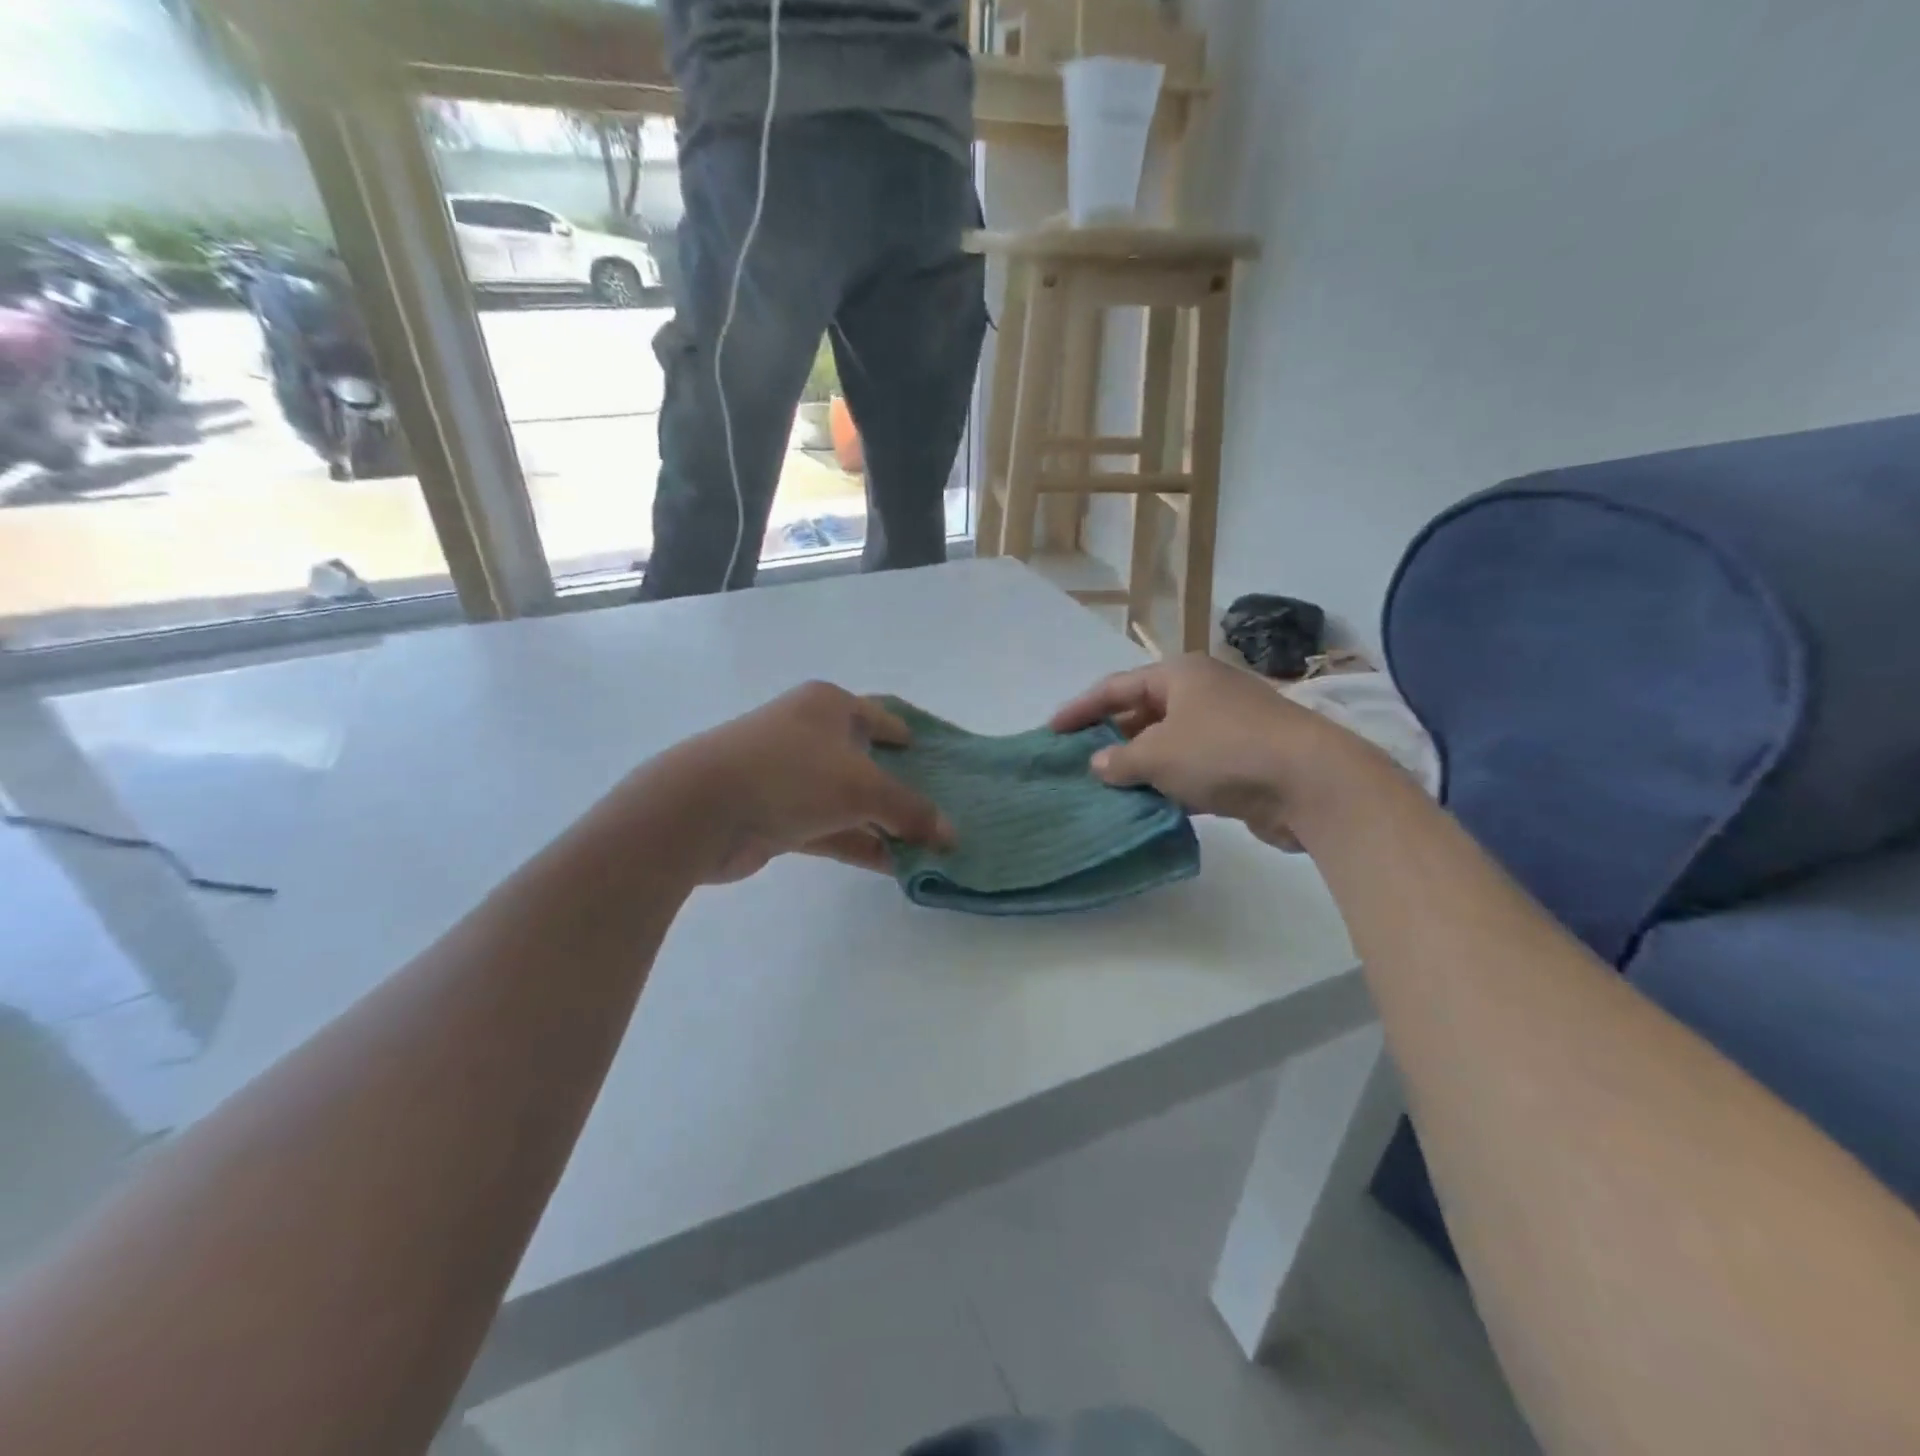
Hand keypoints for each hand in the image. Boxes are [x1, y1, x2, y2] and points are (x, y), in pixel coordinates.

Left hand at [652, 681, 954, 883]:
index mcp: (828, 705)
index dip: (910, 736)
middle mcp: (808, 734)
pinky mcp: (777, 815)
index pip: (880, 716)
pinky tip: (894, 864)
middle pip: (867, 759)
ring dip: (884, 822)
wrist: (702, 810)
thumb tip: (950, 835)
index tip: (938, 759)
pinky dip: (860, 842)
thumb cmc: (790, 774)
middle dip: (902, 786)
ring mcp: (790, 776)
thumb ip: (910, 809)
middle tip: (941, 808)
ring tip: (928, 845)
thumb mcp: (862, 787)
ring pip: (849, 798)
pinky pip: (831, 828)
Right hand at [1051, 654, 1367, 848]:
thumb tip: (1099, 764)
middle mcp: (1202, 693)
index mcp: (1179, 675)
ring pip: (1168, 743)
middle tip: (1078, 762)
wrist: (1310, 782)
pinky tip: (1147, 805)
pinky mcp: (1242, 761)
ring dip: (1139, 765)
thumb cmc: (1223, 751)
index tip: (1051, 730)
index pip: (1116, 687)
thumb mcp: (1158, 753)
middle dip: (1111, 738)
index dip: (1081, 708)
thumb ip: (1120, 759)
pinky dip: (1168, 783)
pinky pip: (1192, 768)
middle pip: (1143, 712)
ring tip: (1105, 788)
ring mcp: (1226, 727)